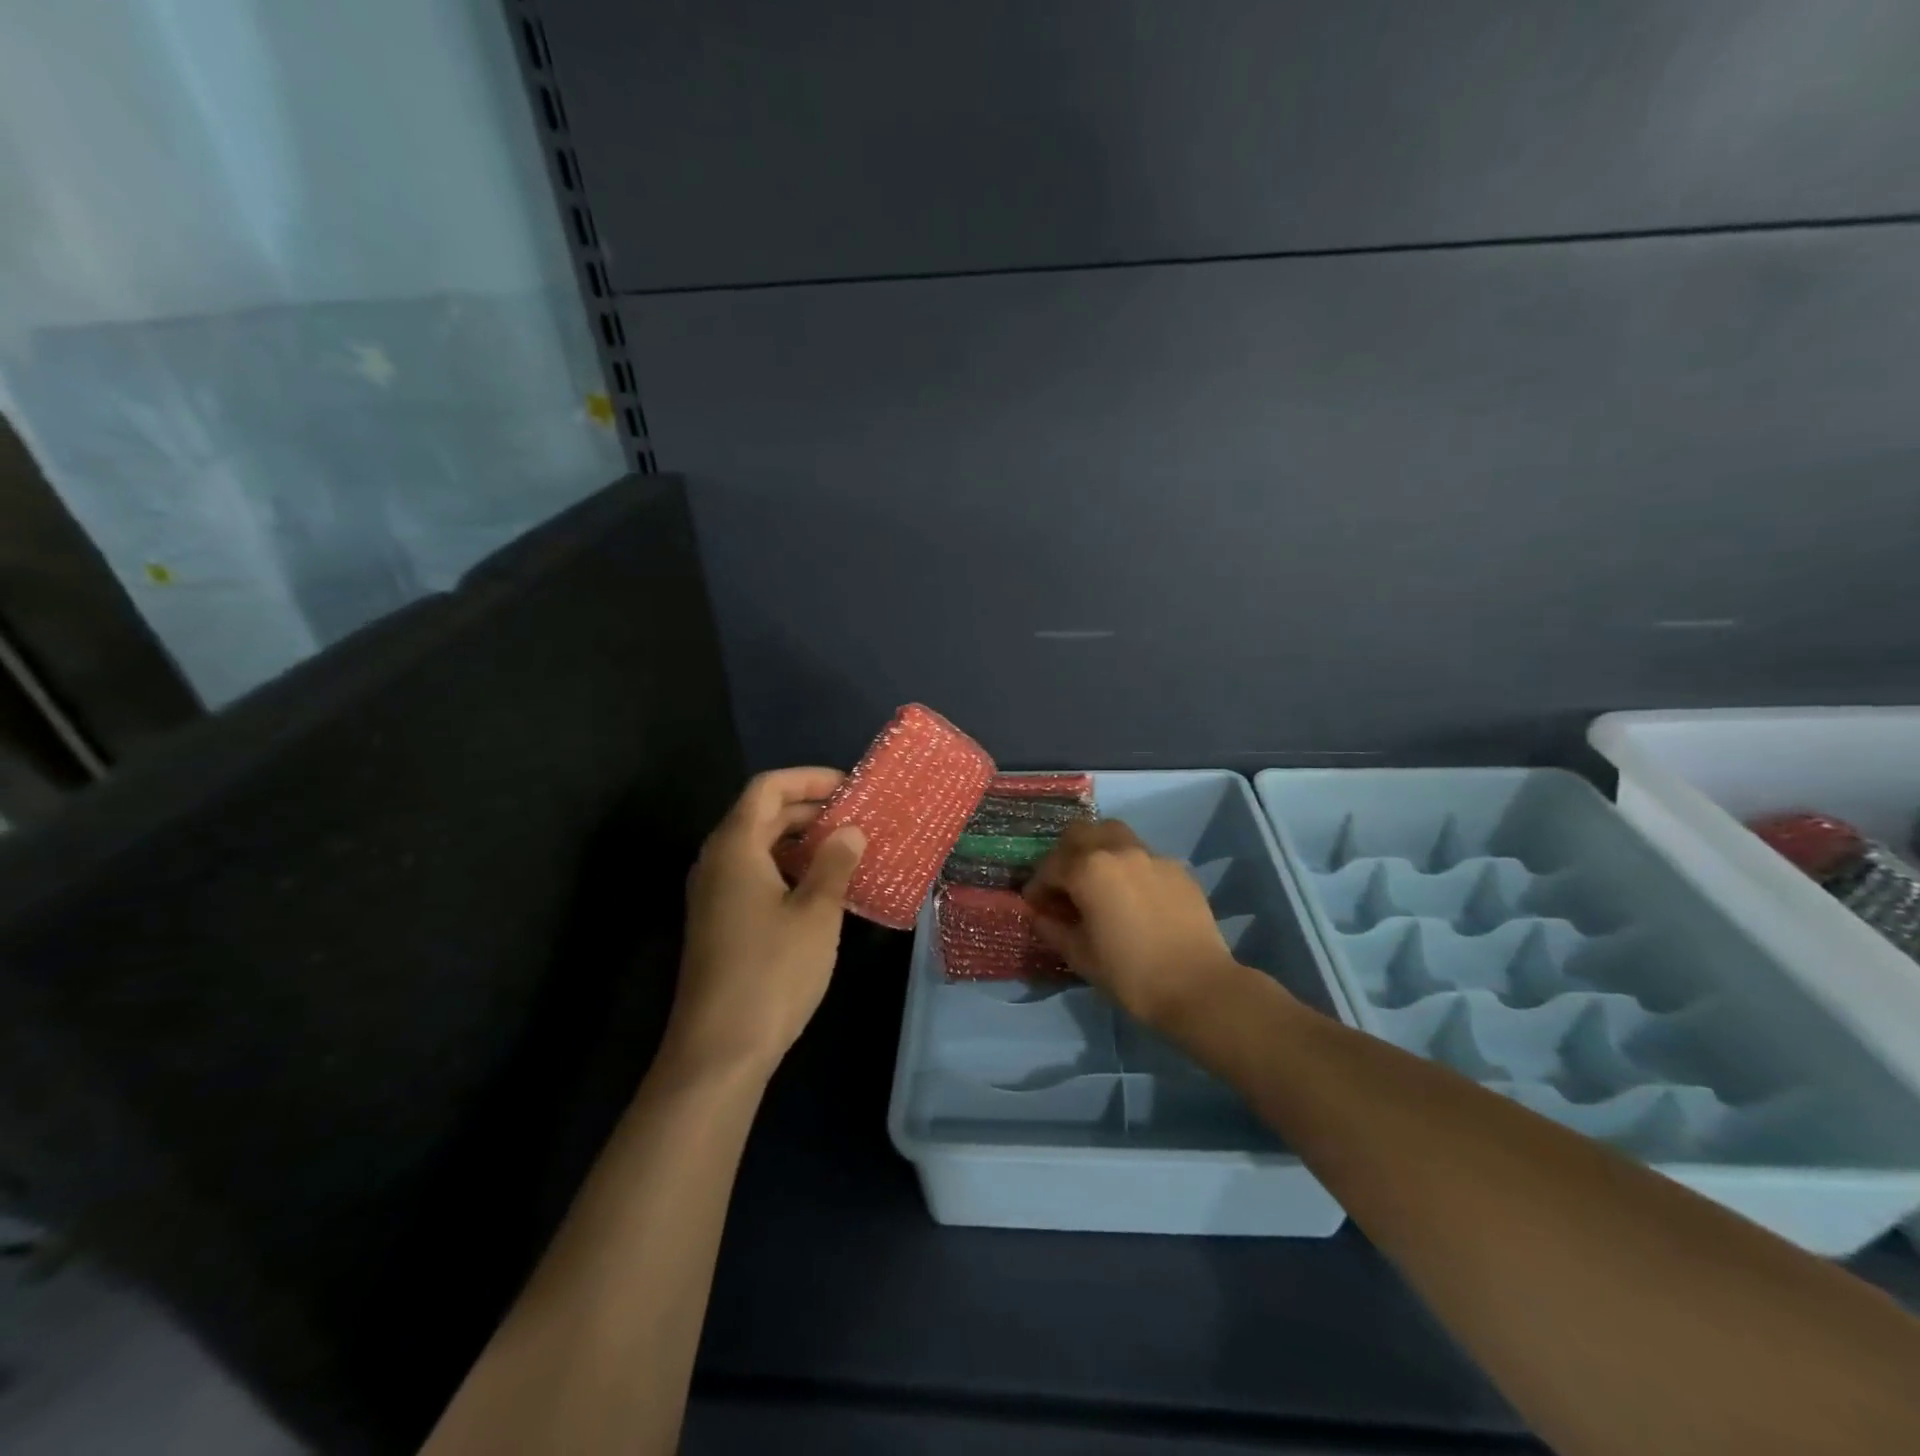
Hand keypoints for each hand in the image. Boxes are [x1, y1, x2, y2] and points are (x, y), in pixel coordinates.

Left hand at [665, 768, 865, 1079]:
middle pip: (762, 815)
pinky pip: (755, 875)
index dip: (809, 779)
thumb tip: (850, 831)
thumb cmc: (772, 972)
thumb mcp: (816, 913)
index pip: (768, 788)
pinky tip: (822, 890)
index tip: (850, 787)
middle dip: (810, 809)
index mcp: (735, 847)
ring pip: (759, 847)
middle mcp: (717, 861)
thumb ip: (835, 864)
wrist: (719, 1049)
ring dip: (801, 841)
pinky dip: (788, 869)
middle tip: (857, 818)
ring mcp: (714, 894)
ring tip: (847, 851)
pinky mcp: (719, 922)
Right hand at [1024, 819, 1243, 1030]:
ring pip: (1114, 835)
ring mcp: (1151, 855)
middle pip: (1081, 833)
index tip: (1036, 906)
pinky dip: (1128, 866)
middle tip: (1064, 885)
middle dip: (1065, 855)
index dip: (1037, 887)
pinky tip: (1133, 896)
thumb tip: (1039, 915)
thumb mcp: (1080, 955)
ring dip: (1098, 850)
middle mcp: (1118, 850)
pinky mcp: (1177, 868)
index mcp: (1088, 869)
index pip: (1050, 866)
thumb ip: (1052, 928)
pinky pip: (1143, 855)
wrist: (1198, 986)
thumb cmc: (1130, 973)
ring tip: (1098, 881)